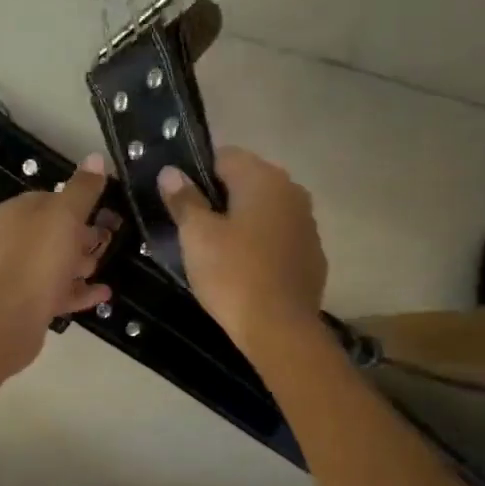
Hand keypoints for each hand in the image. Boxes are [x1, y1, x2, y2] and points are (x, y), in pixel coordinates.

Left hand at [0, 153, 115, 358]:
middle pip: (50, 233)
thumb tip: (95, 157)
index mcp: (12, 214)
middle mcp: (6, 241)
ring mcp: (12, 274)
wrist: (11, 316)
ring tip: (103, 267)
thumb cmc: (39, 256)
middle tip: (107, 241)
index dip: (75, 204)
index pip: (46, 199)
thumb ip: (83, 188)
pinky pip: (54, 292)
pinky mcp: (21, 303)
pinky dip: (77, 291)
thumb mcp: (66, 214)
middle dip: (80, 236)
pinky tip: (102, 294)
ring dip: (79, 264)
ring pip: (52, 263)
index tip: (101, 212)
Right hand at [158, 147, 327, 351]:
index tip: (181, 201)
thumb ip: (184, 199)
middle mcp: (292, 191)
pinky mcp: (313, 255)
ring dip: (243, 222)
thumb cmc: (232, 274)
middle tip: (194, 228)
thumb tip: (171, 172)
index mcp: (263, 179)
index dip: (198, 174)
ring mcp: (307, 224)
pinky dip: (262, 245)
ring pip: (265, 211)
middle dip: (221, 199)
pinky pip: (280, 238)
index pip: (225, 156)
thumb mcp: (196, 236)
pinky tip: (245, 270)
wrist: (280, 329)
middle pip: (247, 182)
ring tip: (218, 251)